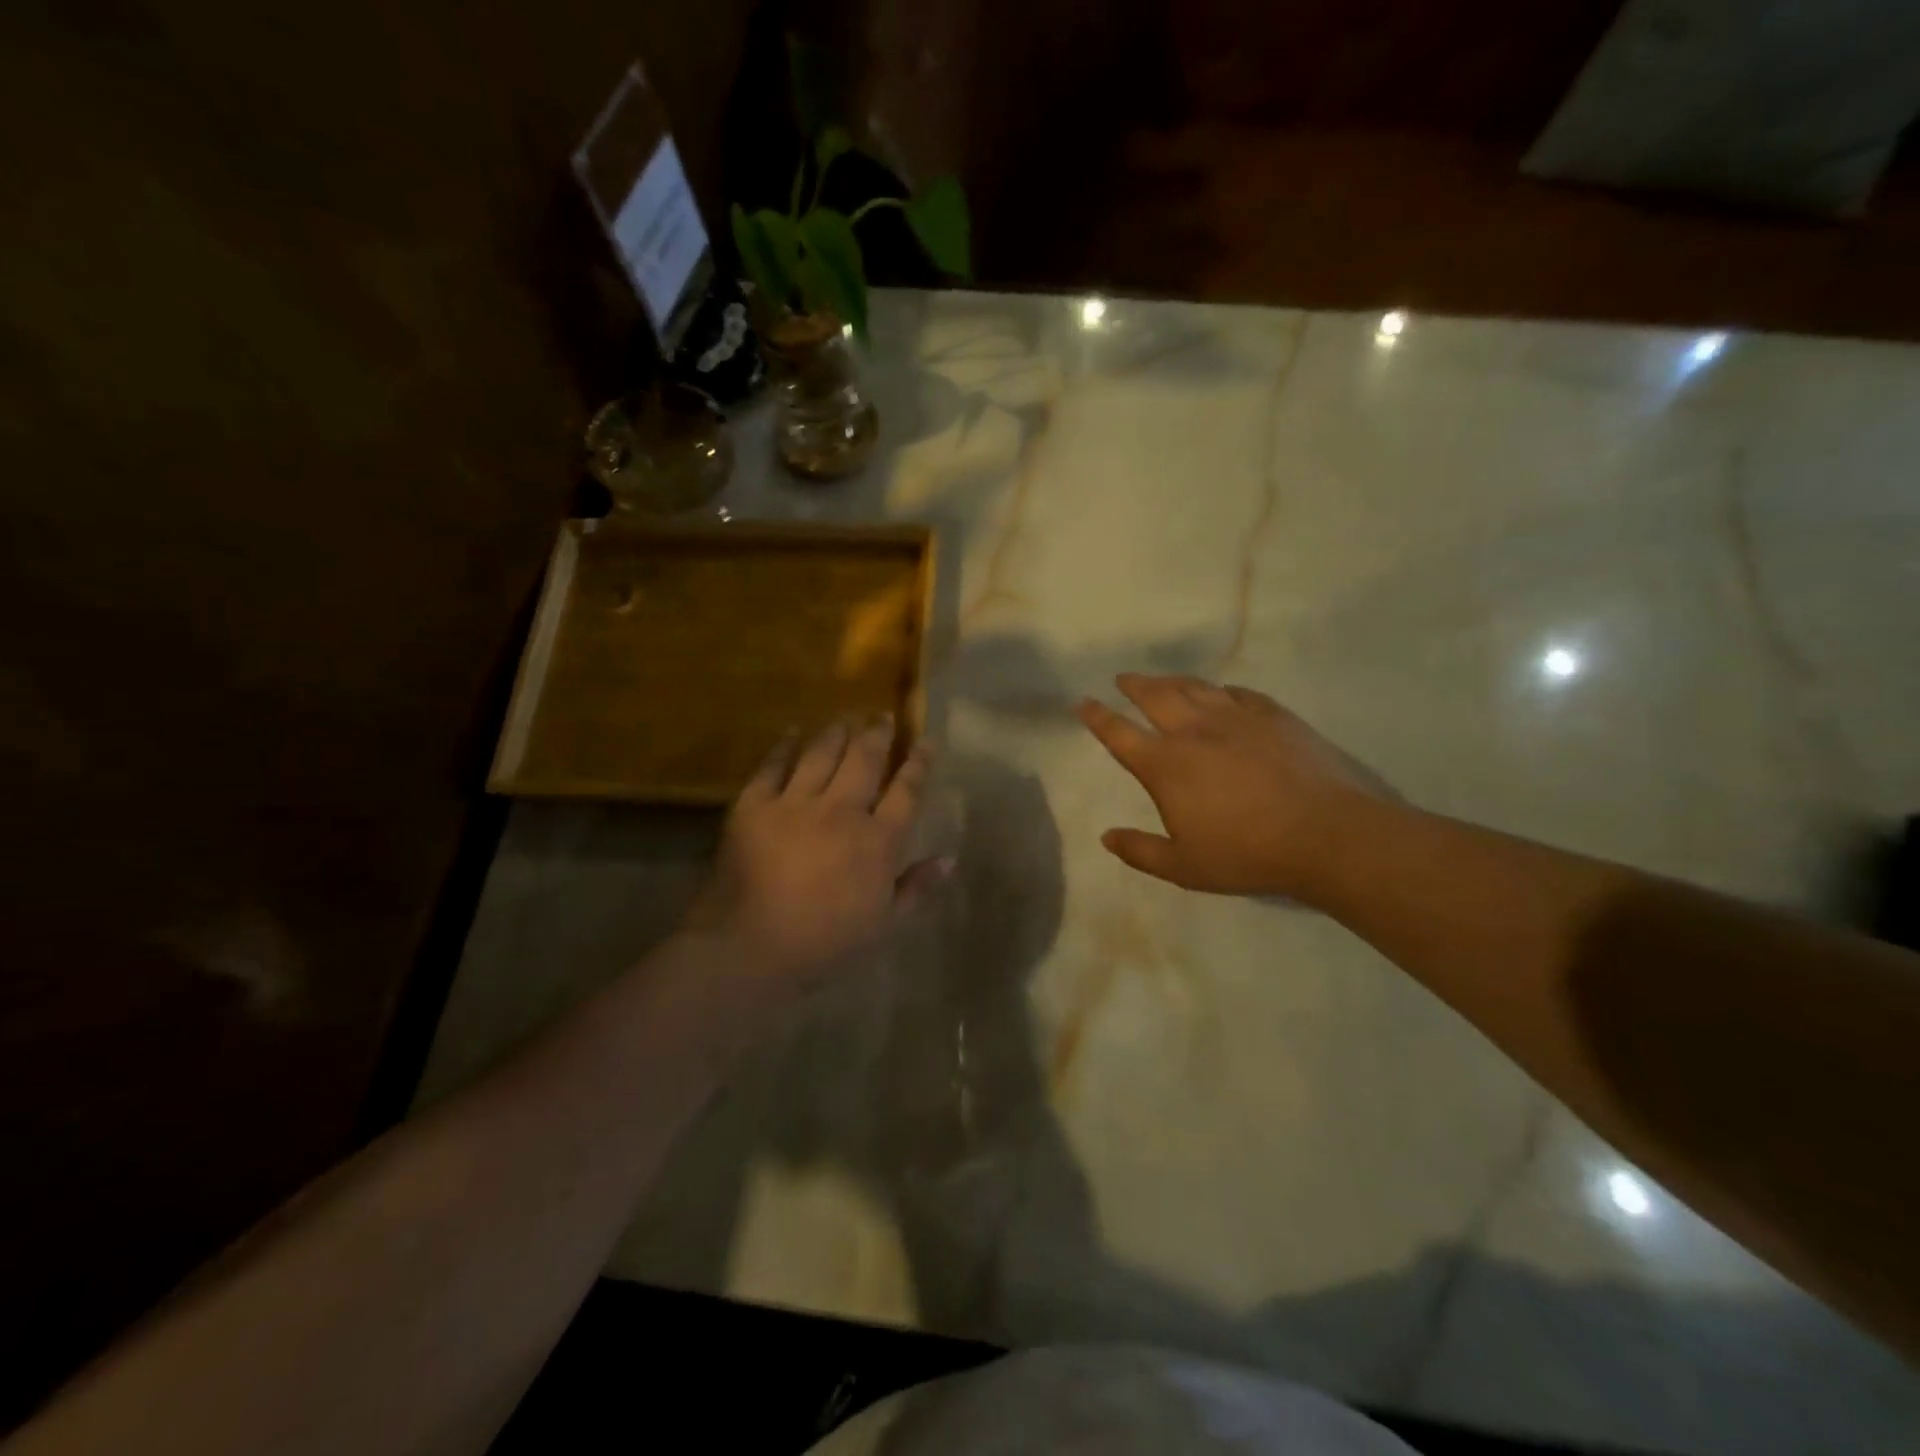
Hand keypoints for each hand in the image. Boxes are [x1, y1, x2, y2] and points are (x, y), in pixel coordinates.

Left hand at [685, 717, 952, 998]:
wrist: (750, 947)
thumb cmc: (825, 943)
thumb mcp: (884, 925)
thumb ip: (916, 888)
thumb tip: (949, 859)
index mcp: (877, 841)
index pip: (906, 791)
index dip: (918, 763)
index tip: (926, 741)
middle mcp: (841, 811)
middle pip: (865, 760)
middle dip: (877, 733)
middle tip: (883, 715)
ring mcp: (796, 803)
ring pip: (822, 754)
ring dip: (837, 732)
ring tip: (846, 716)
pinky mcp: (755, 805)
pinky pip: (772, 765)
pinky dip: (784, 746)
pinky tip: (793, 731)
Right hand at [1076, 673, 1397, 900]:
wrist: (1326, 834)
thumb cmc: (1247, 854)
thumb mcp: (1184, 867)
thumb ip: (1140, 851)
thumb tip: (1106, 838)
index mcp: (1165, 765)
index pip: (1119, 734)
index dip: (1097, 717)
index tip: (1083, 703)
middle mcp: (1194, 731)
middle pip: (1155, 696)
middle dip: (1134, 685)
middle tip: (1123, 678)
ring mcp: (1236, 718)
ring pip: (1195, 687)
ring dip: (1172, 680)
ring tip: (1163, 680)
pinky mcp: (1273, 716)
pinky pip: (1239, 693)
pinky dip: (1221, 690)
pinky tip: (1222, 693)